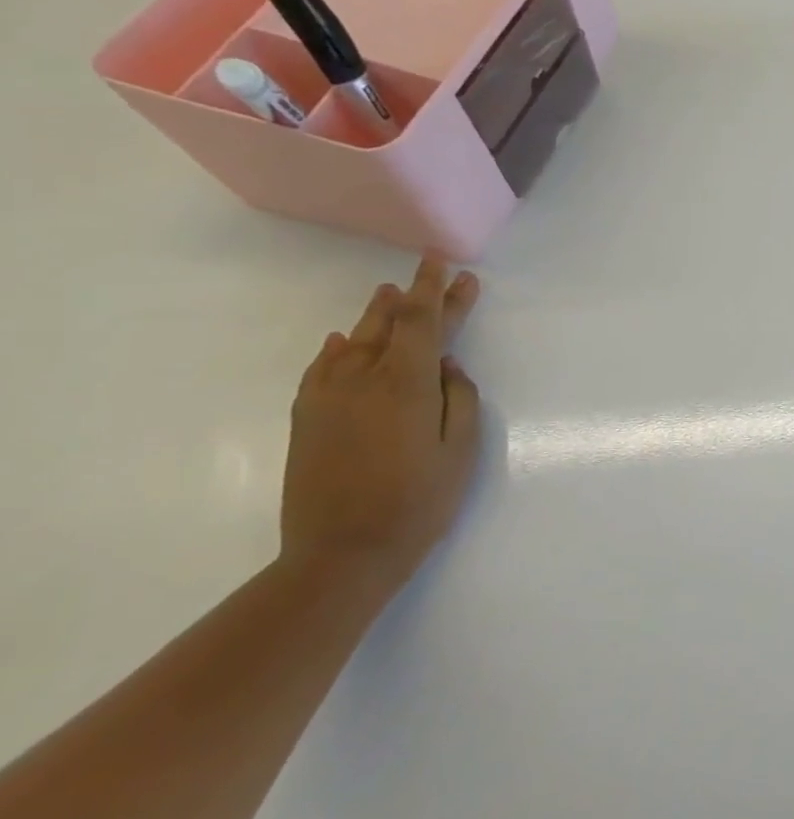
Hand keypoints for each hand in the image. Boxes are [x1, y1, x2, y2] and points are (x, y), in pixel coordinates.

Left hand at [279, 259, 482, 603]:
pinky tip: (345, 340)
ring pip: (355, 342)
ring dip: (377, 315)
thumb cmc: (419, 501)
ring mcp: (327, 398)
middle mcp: (361, 380)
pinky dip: (340, 348)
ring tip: (390, 294)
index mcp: (404, 385)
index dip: (438, 292)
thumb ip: (459, 399)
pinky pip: (324, 367)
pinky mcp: (308, 419)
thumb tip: (448, 367)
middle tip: (434, 272)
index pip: (422, 323)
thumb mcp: (460, 451)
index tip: (448, 266)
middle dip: (416, 297)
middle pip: (390, 325)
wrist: (341, 552)